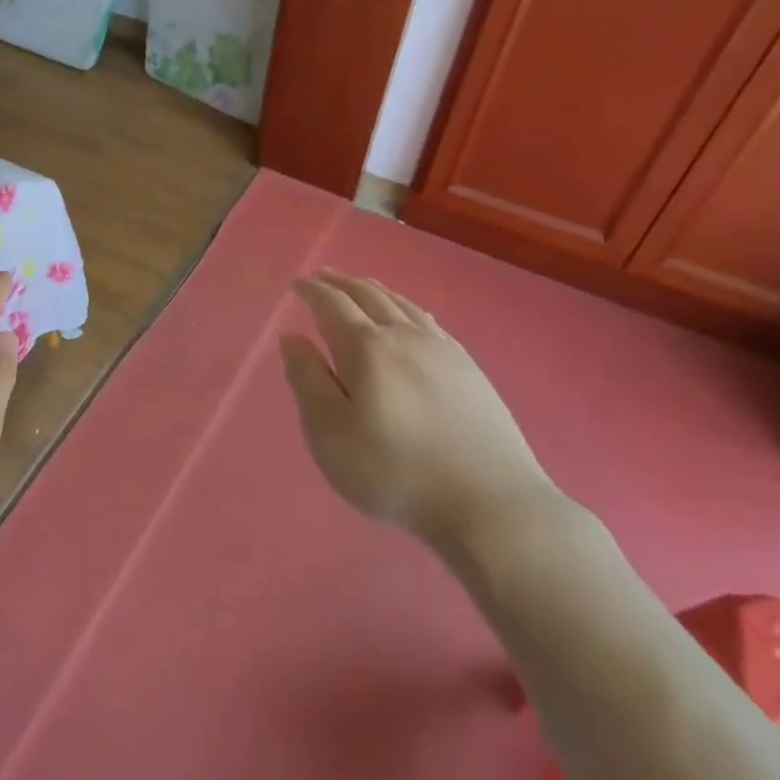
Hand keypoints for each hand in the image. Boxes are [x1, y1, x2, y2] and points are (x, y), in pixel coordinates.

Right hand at [278, 270, 558, 546]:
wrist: (489, 502)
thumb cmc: (393, 470)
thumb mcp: (330, 432)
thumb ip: (306, 379)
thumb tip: (291, 338)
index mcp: (366, 348)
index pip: (331, 305)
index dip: (311, 290)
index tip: (296, 284)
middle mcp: (405, 337)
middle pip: (369, 296)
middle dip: (341, 283)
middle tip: (322, 276)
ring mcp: (443, 351)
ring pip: (402, 305)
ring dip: (375, 290)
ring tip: (360, 286)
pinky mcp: (470, 370)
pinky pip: (429, 321)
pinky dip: (407, 307)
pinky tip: (411, 316)